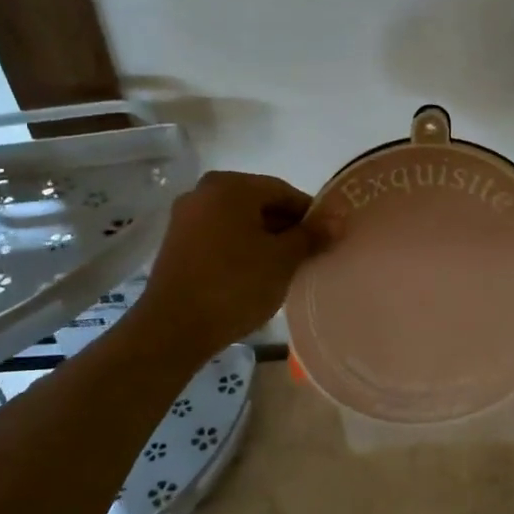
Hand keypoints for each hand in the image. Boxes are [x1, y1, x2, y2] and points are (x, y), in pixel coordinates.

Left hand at [133, 172, 324, 354]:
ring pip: (239, 222)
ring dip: (264, 241)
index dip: (310, 215)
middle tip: (307, 257)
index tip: (325, 240)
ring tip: (283, 270)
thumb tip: (339, 218)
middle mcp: (203, 192)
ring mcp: (185, 218)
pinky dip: (240, 249)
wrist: (174, 328)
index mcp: (230, 185)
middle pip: (259, 204)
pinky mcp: (176, 244)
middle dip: (286, 228)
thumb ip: (312, 235)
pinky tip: (253, 276)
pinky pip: (219, 237)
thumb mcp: (282, 260)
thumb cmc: (235, 285)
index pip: (283, 191)